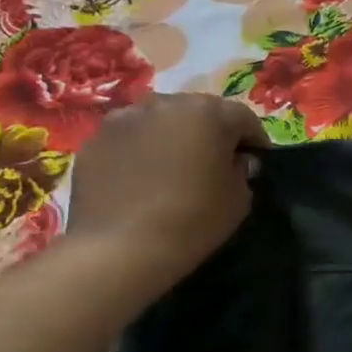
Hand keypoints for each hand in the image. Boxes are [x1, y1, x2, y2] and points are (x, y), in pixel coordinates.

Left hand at [63, 93, 269, 286]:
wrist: (121, 248)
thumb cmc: (193, 220)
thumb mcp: (239, 200)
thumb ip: (242, 171)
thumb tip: (236, 161)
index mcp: (207, 113)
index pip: (243, 118)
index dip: (255, 140)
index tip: (256, 163)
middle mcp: (164, 103)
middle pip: (198, 111)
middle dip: (211, 133)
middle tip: (215, 164)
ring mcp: (124, 118)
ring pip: (160, 121)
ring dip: (173, 138)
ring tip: (174, 170)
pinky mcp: (95, 139)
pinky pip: (129, 139)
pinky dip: (141, 152)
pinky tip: (142, 181)